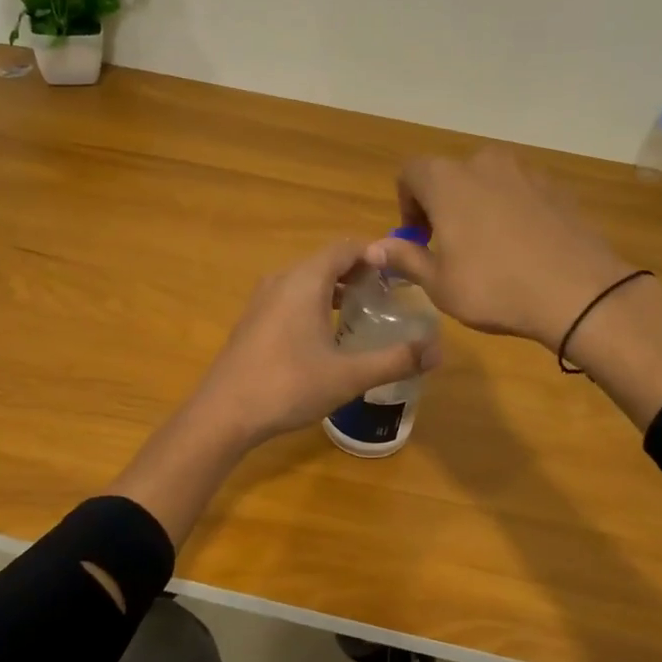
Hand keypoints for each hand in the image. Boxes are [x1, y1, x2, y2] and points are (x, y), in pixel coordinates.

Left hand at [188, 240, 441, 447]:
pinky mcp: (253, 321)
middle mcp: (281, 280)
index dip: (376, 253)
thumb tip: (438, 351)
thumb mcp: (349, 376)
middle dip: (359, 272)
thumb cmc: (288, 386)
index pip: (346, 248)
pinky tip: (327, 334)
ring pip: (306, 280)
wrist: (224, 414)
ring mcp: (262, 300)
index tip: (402, 273)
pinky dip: (314, 302)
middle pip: (326, 261)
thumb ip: (395, 360)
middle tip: (389, 294)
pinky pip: (290, 297)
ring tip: (362, 311)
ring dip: (335, 288)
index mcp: (304, 280)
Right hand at [365, 148, 635, 351]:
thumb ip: (405, 258)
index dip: (406, 204)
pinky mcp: (556, 187)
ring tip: (488, 247)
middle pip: (450, 174)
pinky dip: (511, 210)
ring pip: (487, 181)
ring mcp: (525, 171)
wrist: (578, 292)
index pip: (410, 172)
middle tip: (450, 245)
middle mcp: (484, 163)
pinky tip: (522, 247)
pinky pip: (520, 192)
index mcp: (447, 180)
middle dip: (443, 204)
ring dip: (478, 205)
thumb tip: (374, 248)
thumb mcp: (439, 283)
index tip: (418, 238)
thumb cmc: (494, 287)